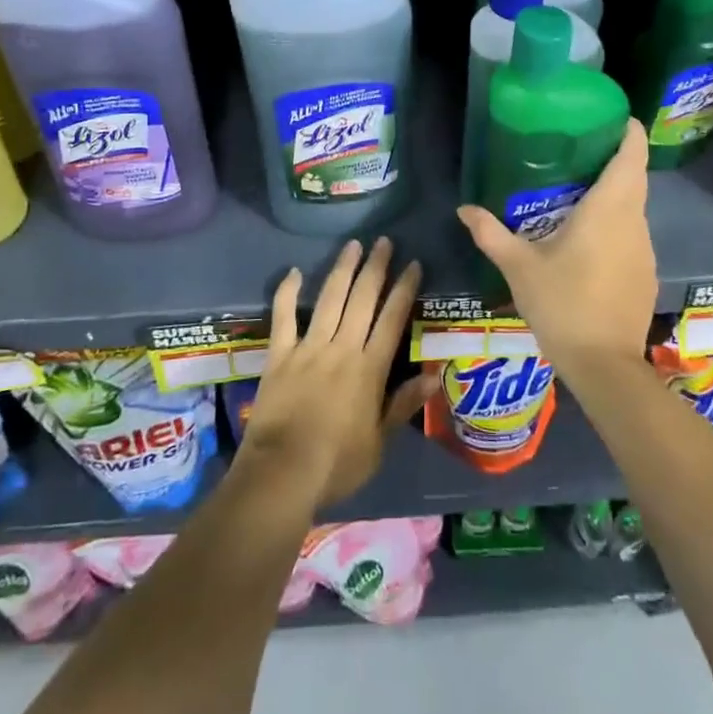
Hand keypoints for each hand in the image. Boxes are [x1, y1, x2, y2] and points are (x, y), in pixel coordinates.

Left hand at [237, 236, 433, 512]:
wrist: (282, 472)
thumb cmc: (337, 464)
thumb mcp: (379, 442)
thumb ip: (402, 404)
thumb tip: (433, 376)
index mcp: (369, 369)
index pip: (392, 319)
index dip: (404, 289)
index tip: (413, 264)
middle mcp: (342, 348)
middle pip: (362, 299)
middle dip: (376, 267)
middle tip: (384, 241)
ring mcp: (308, 347)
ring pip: (330, 299)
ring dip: (343, 270)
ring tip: (353, 245)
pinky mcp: (279, 355)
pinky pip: (283, 317)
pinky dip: (287, 292)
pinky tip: (294, 271)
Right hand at [456, 120, 656, 379]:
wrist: (604, 366)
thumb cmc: (562, 304)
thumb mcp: (519, 267)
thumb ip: (491, 233)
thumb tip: (463, 209)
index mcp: (609, 209)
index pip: (632, 155)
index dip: (627, 131)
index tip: (610, 116)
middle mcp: (634, 221)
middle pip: (634, 176)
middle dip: (613, 157)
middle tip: (578, 148)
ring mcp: (645, 248)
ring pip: (634, 206)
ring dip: (614, 192)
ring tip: (577, 189)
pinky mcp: (646, 273)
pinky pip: (632, 233)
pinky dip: (616, 223)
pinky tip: (588, 238)